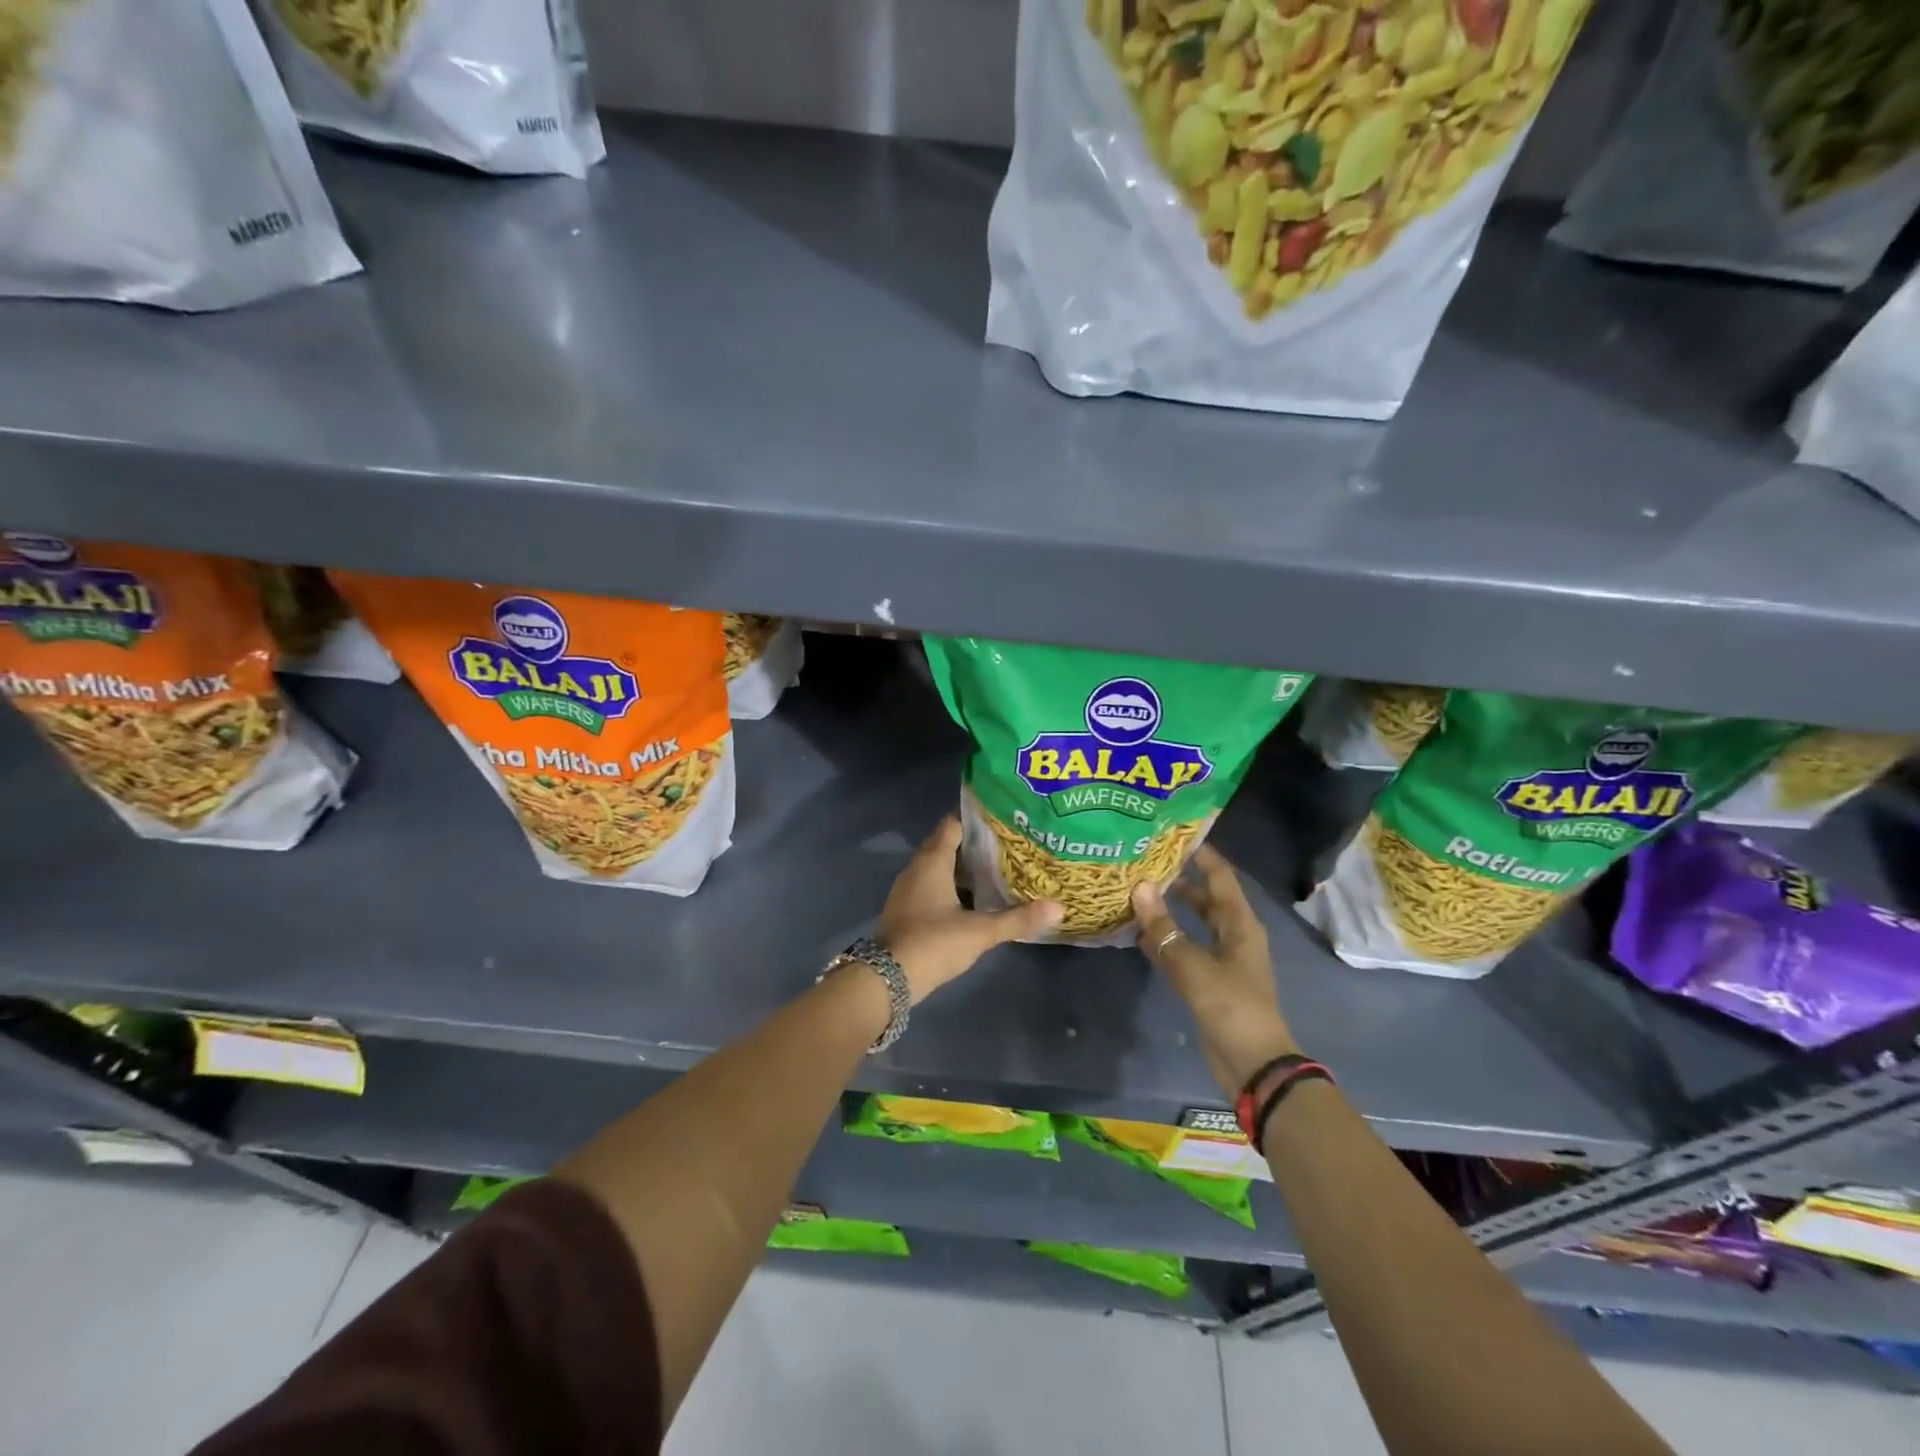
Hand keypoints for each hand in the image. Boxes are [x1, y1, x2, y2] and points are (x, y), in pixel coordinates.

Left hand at [878, 815, 1061, 1002]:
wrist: (887, 979)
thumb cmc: (933, 943)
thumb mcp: (980, 932)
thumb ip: (1018, 918)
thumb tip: (1058, 907)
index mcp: (932, 861)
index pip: (953, 824)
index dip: (977, 820)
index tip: (1004, 820)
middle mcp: (917, 868)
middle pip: (947, 845)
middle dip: (975, 844)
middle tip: (1009, 846)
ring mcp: (908, 890)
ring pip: (939, 868)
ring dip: (964, 868)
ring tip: (999, 870)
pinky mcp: (907, 910)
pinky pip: (932, 886)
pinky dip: (953, 887)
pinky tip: (976, 900)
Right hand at [1132, 845, 1298, 1097]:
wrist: (1253, 1064)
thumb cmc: (1231, 1006)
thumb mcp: (1193, 965)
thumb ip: (1164, 928)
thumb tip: (1139, 887)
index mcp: (1240, 923)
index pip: (1220, 875)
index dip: (1200, 853)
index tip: (1172, 832)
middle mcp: (1233, 934)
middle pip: (1206, 896)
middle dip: (1180, 877)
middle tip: (1146, 858)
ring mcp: (1221, 958)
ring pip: (1194, 922)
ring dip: (1170, 908)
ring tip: (1137, 888)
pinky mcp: (1208, 980)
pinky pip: (1185, 948)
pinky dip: (1165, 937)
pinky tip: (1139, 930)